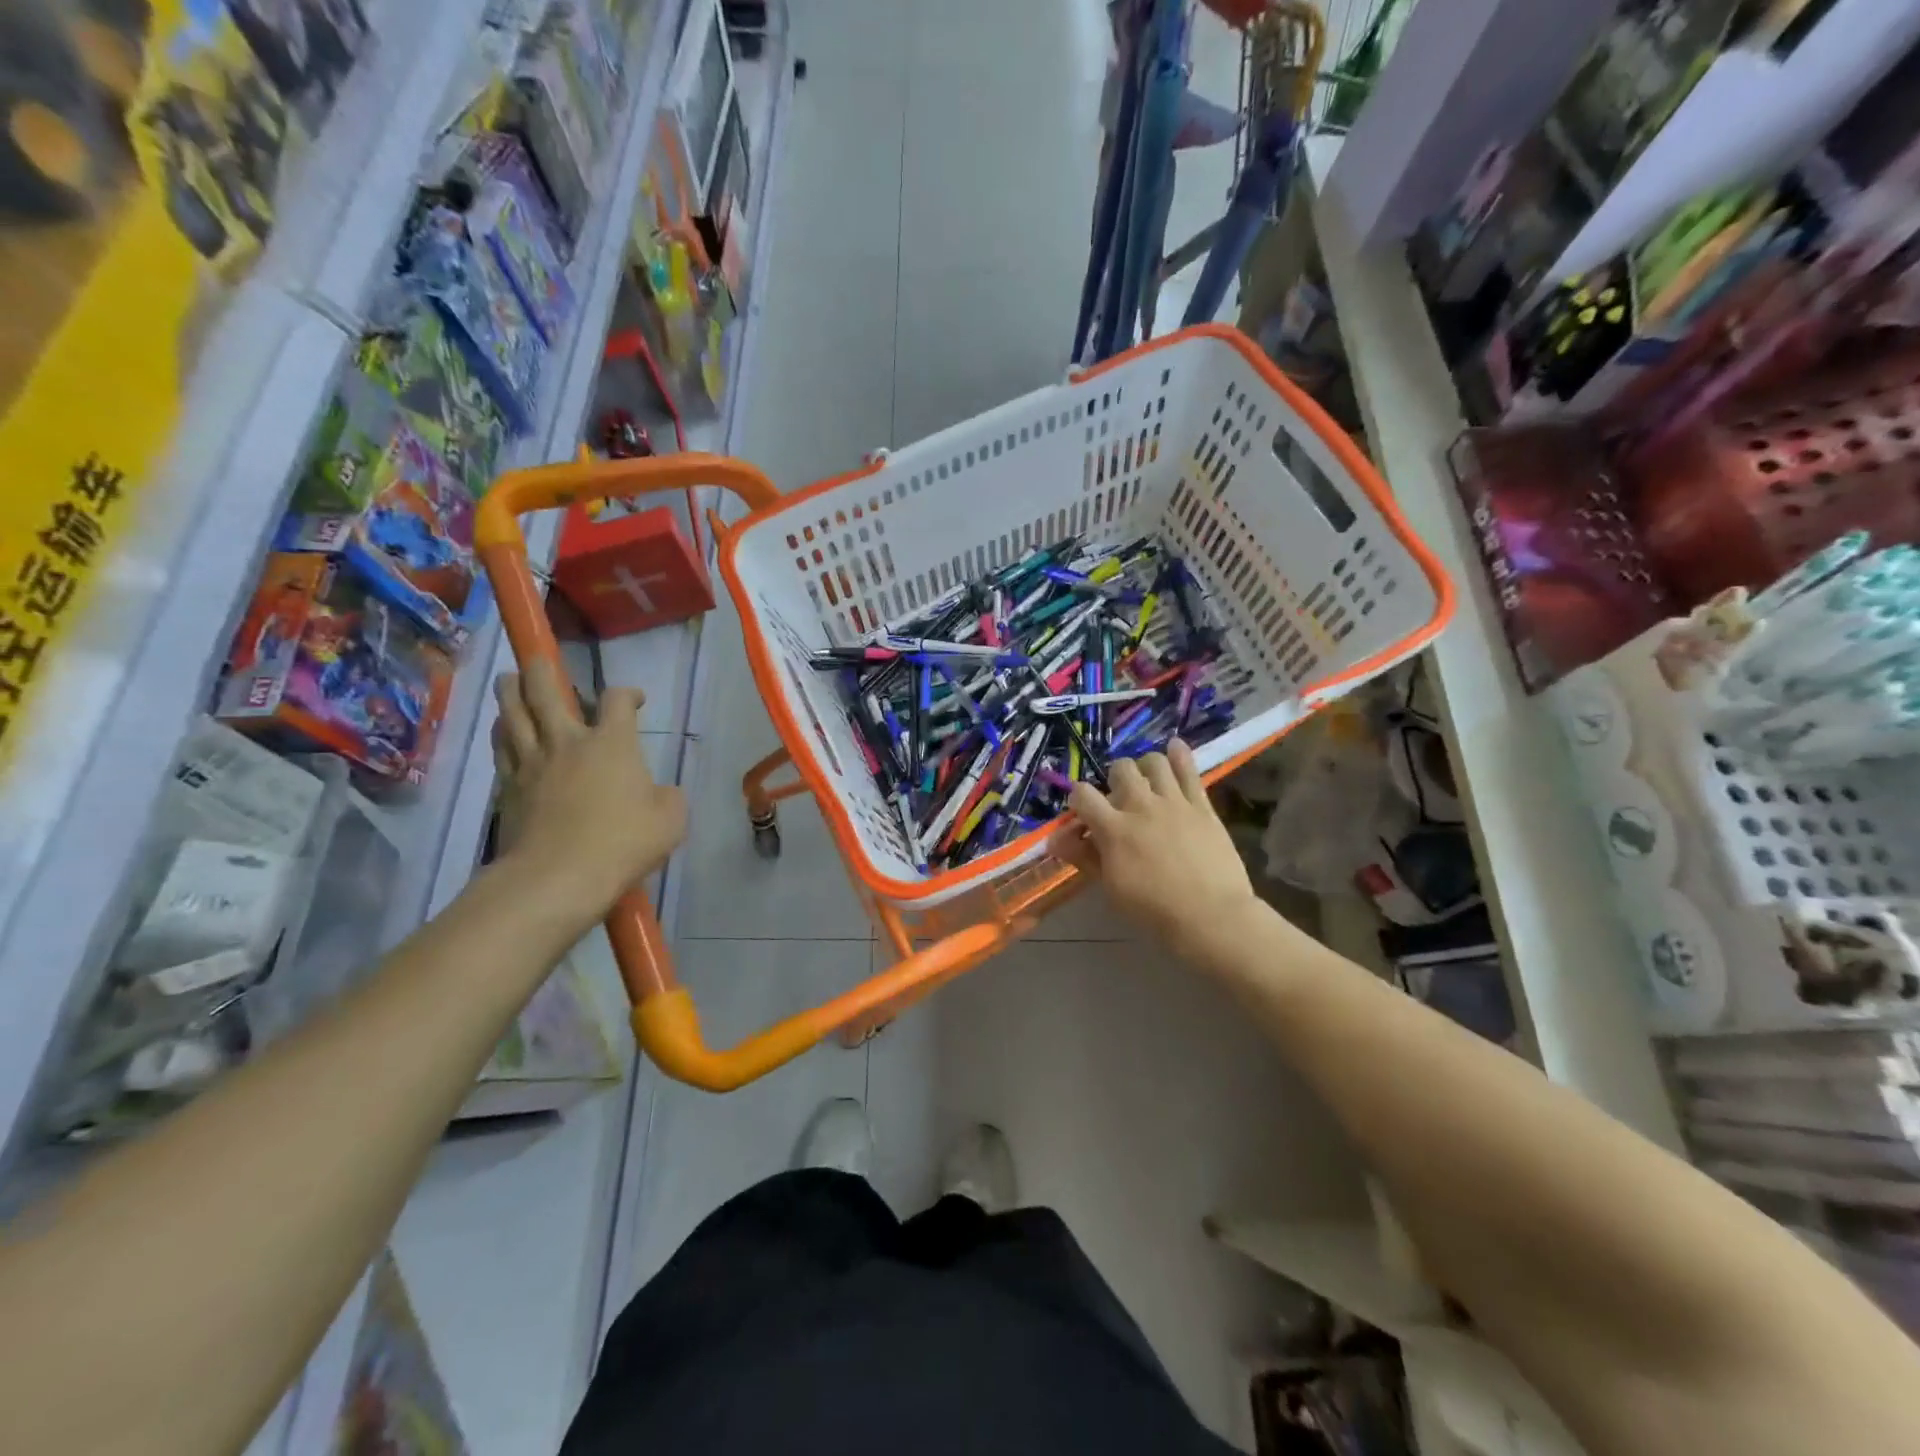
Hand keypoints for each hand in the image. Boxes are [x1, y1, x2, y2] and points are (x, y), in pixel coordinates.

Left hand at [491, 662, 686, 929]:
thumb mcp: (671, 819)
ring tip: (509, 680)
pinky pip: (501, 748)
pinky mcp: (508, 788)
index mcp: (612, 744)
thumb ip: (667, 796)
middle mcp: (568, 742)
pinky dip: (502, 731)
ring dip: (510, 692)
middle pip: (545, 693)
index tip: (634, 700)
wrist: (557, 877)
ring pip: (513, 714)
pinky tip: (502, 728)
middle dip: (542, 671)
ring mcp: (532, 763)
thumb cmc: (622, 843)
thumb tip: (657, 792)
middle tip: (538, 660)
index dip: (628, 693)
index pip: (618, 701)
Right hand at [1054, 741, 1261, 959]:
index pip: (1083, 794)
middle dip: (1114, 778)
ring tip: (1147, 780)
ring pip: (1154, 761)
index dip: (1078, 798)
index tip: (1084, 811)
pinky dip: (1180, 755)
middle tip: (1119, 797)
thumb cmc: (1154, 910)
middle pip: (1120, 768)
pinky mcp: (1201, 805)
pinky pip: (1190, 769)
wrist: (1210, 916)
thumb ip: (1084, 857)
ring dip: (1145, 766)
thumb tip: (1054, 840)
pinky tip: (1175, 748)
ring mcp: (1174, 802)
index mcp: (1113, 829)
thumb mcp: (1111, 887)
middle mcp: (1141, 806)